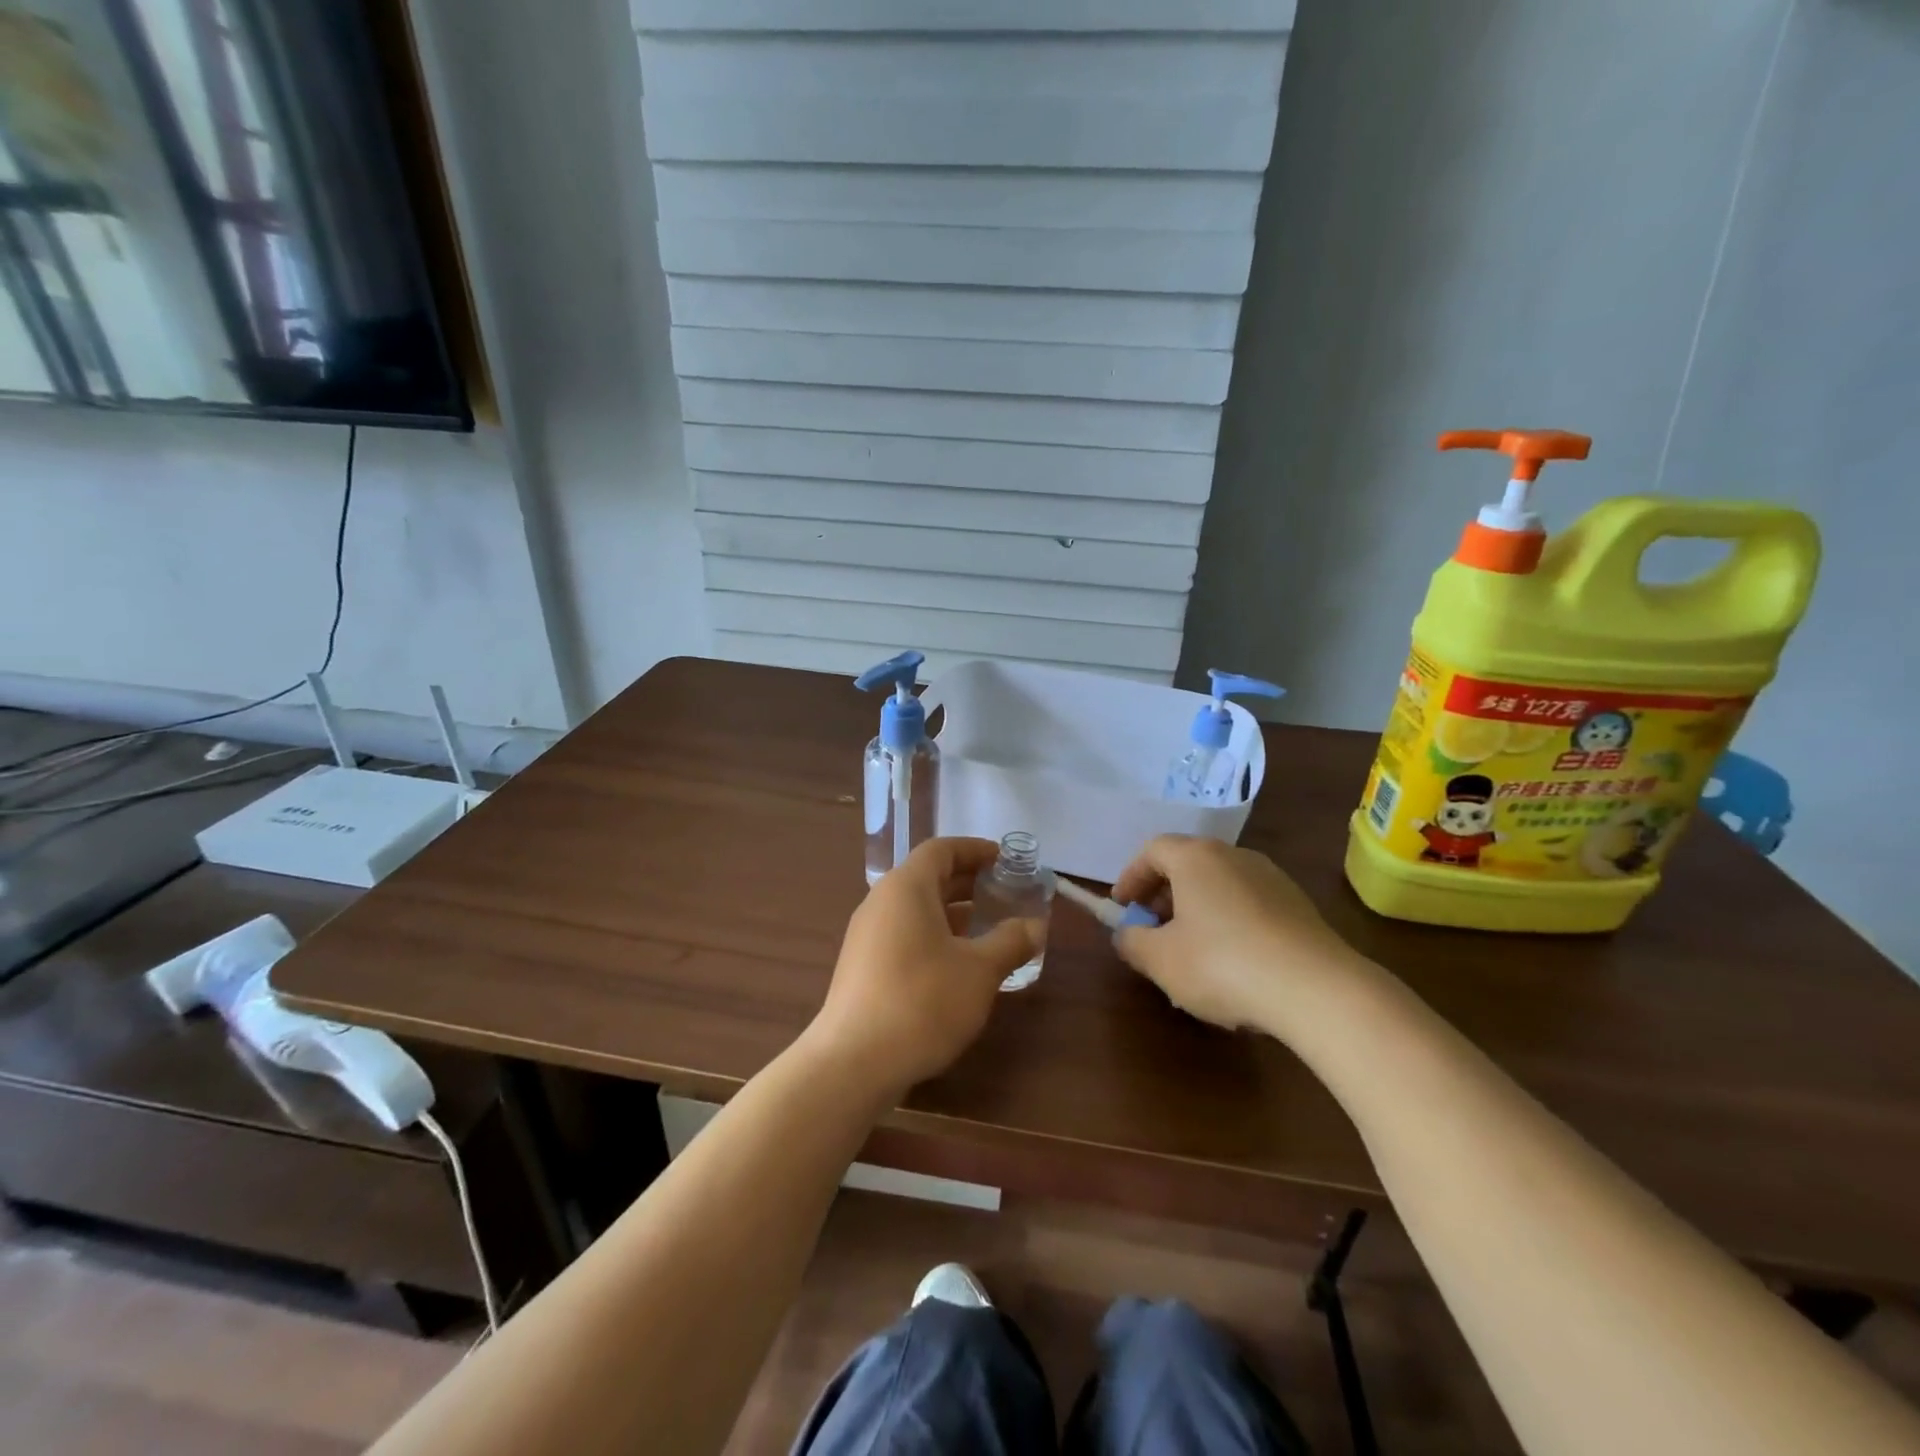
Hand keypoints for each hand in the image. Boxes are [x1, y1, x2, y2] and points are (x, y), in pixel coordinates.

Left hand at [807, 837, 1041, 1096]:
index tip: (1005, 859)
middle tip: (1005, 893)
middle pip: (928, 877)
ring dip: (953, 912)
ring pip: (916, 909)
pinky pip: (904, 934)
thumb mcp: (979, 971)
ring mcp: (867, 936)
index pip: (941, 850)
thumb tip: (1034, 926)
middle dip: (968, 882)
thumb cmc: (922, 1002)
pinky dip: (935, 936)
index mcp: (906, 888)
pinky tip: (959, 965)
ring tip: (989, 929)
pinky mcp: (863, 967)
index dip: (975, 849)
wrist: (853, 1063)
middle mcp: (881, 902)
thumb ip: (1010, 941)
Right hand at [1111, 835, 1366, 1034]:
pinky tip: (1231, 964)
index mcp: (1196, 858)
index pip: (1153, 851)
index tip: (1122, 907)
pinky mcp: (1298, 906)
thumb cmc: (1222, 965)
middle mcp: (1234, 856)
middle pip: (1187, 865)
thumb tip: (1125, 934)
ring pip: (1219, 886)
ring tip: (1190, 952)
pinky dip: (1228, 923)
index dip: (1131, 876)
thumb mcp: (1160, 960)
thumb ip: (1131, 941)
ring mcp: (1272, 878)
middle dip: (1163, 896)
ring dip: (1197, 910)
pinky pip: (1248, 905)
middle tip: (1152, 930)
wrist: (1318, 990)